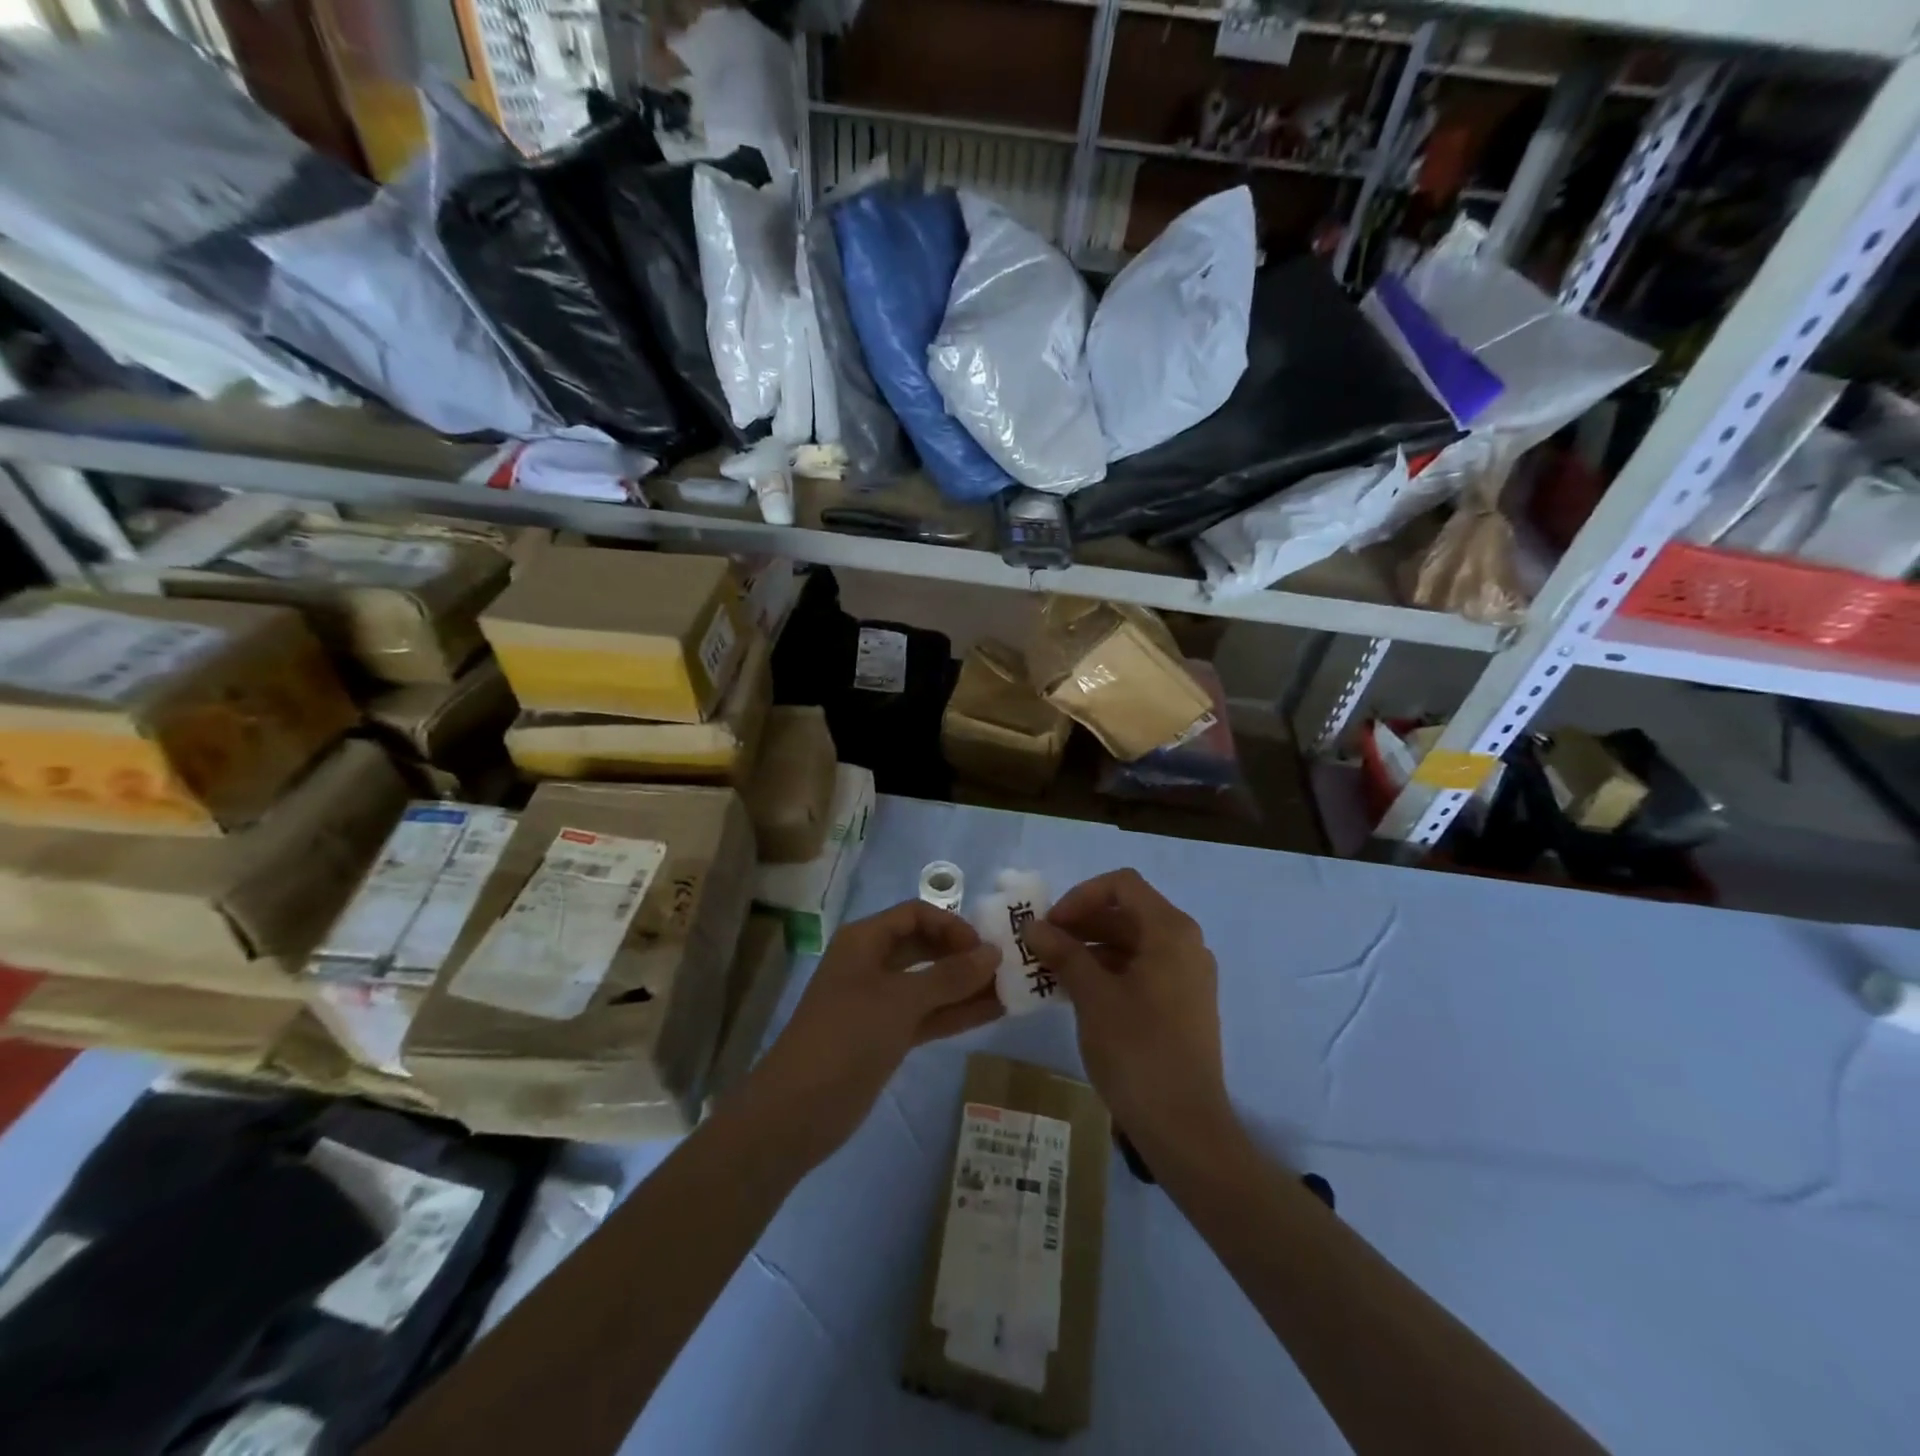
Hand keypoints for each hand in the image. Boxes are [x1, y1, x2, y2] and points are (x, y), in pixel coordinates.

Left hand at [740, 899, 1002, 1165]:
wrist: (798, 1110)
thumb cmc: (847, 1036)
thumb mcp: (901, 1000)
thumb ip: (950, 976)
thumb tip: (993, 953)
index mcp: (865, 940)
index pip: (916, 914)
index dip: (951, 925)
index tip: (983, 947)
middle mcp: (872, 963)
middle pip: (925, 946)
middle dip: (963, 954)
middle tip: (1006, 966)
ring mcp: (880, 1002)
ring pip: (930, 984)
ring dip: (966, 986)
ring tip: (1011, 989)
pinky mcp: (887, 1036)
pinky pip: (928, 1014)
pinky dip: (956, 1013)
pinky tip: (993, 1013)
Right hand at [1022, 870, 1231, 1159]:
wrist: (1184, 1128)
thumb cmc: (1138, 1051)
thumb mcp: (1093, 997)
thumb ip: (1063, 953)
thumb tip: (1033, 926)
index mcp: (1170, 931)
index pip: (1121, 885)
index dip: (1080, 896)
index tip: (1050, 924)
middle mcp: (1185, 944)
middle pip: (1126, 912)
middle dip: (1080, 923)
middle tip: (1041, 945)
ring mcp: (1186, 975)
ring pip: (1131, 942)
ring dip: (1089, 947)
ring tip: (1049, 969)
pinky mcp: (1181, 1003)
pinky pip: (1140, 969)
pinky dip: (1107, 970)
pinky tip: (1075, 991)